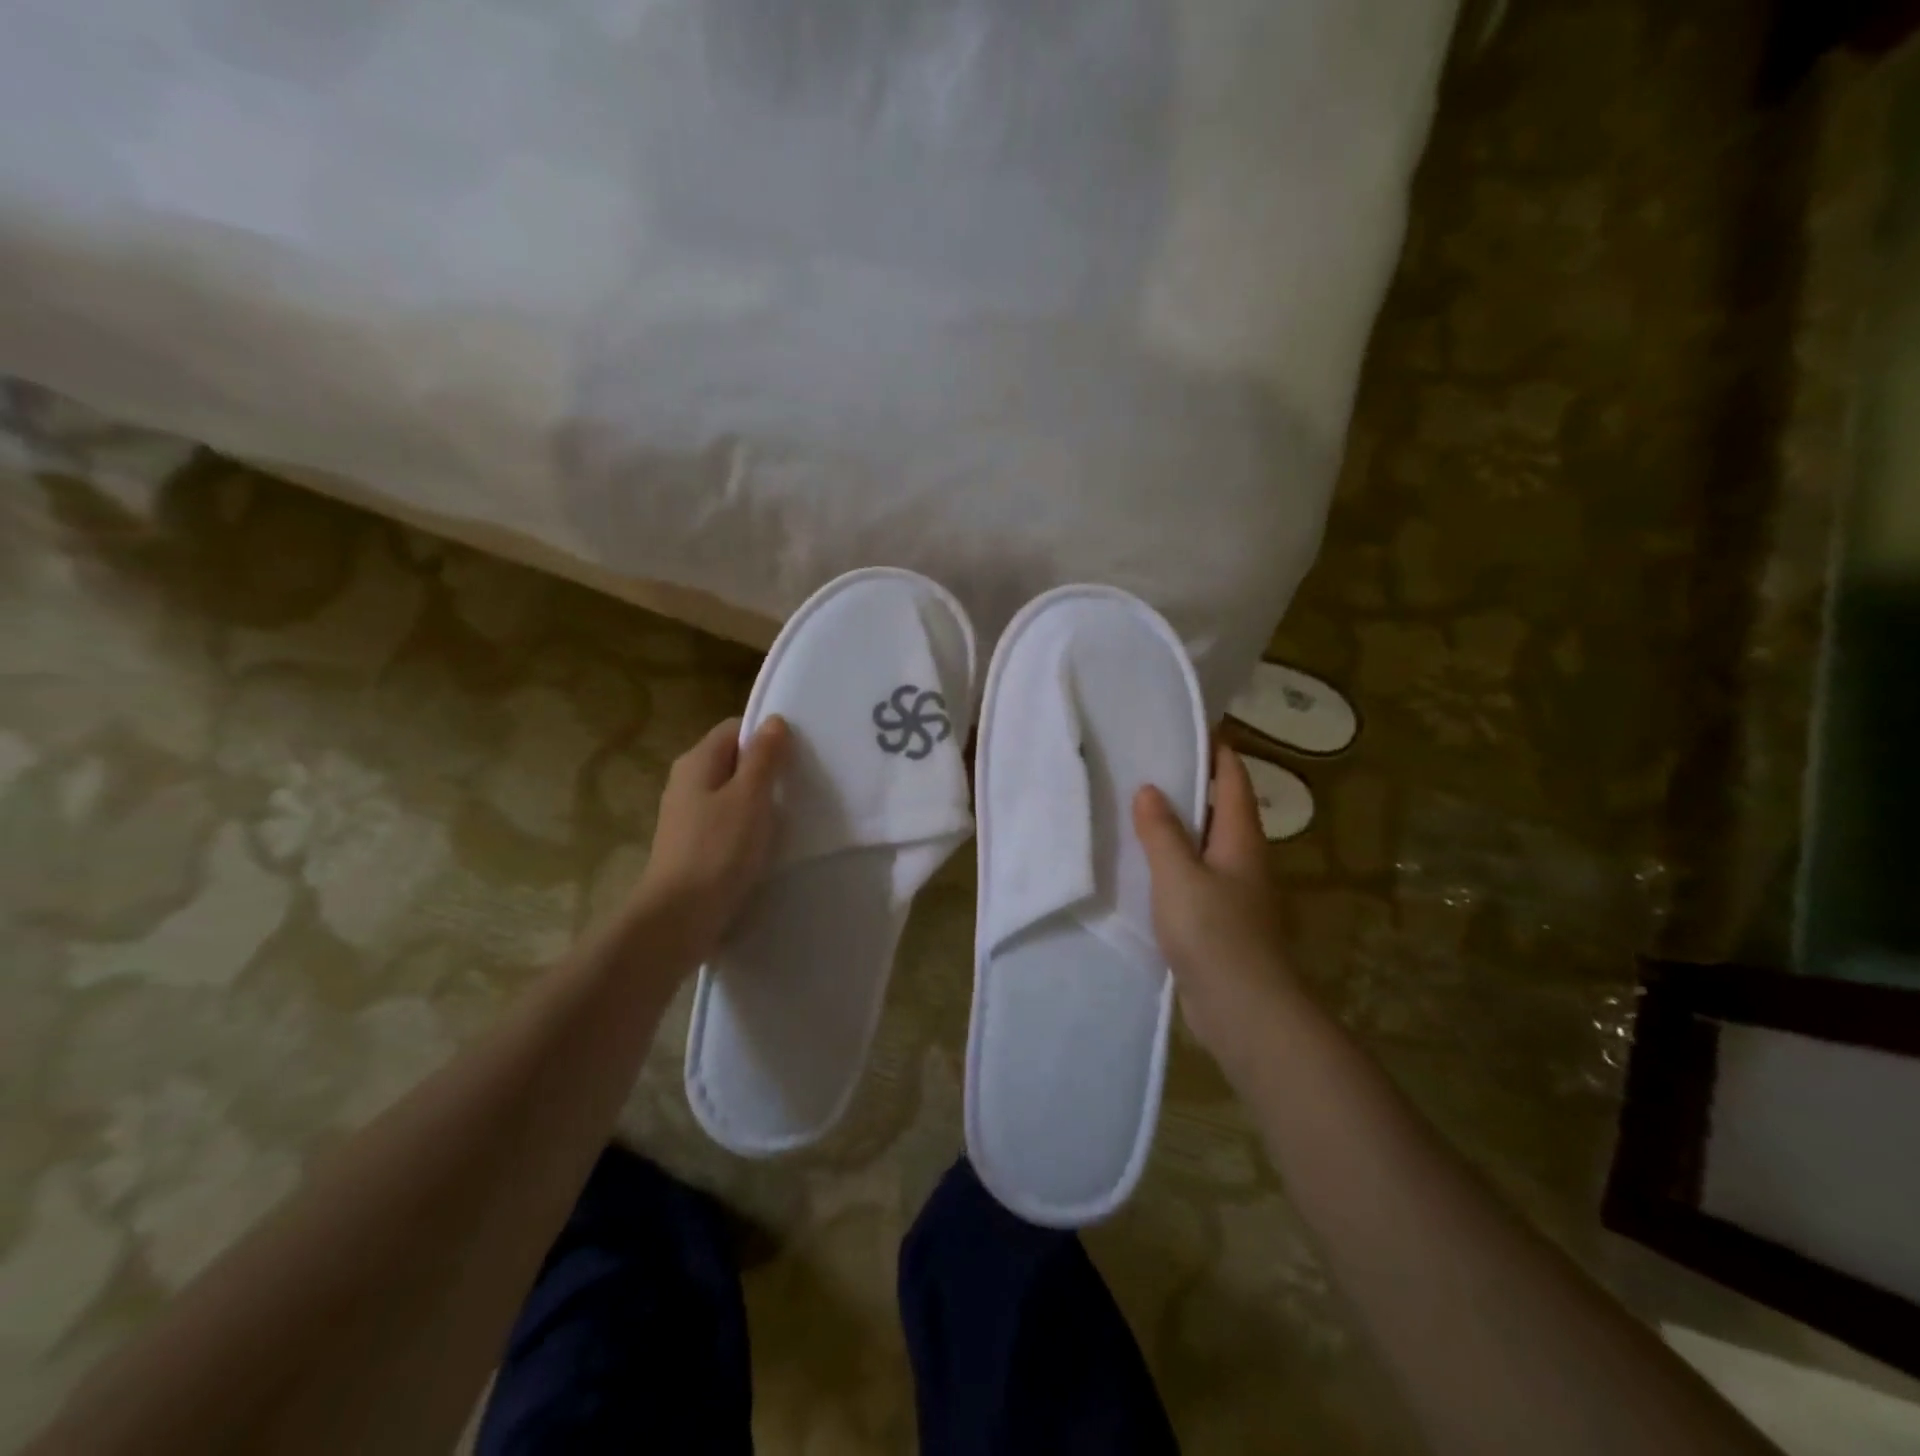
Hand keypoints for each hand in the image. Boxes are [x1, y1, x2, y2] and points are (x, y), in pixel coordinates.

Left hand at [631, 715, 789, 963]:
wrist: (679, 917)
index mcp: (697, 761)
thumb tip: (774, 720)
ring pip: (730, 792)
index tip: (795, 757)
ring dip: (757, 801)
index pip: (735, 729)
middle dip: (765, 770)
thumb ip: (764, 757)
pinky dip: (745, 826)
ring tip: (786, 817)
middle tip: (797, 787)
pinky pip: (725, 821)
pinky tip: (763, 844)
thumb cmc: (719, 850)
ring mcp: (686, 814)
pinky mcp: (691, 843)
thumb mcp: (750, 796)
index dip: (766, 737)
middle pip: (733, 760)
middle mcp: (686, 781)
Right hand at [1133, 744, 1302, 1077]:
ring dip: (1180, 824)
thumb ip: (1162, 832)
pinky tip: (1144, 863)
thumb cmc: (1214, 933)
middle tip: (1149, 760)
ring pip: (1206, 844)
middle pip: (1222, 808)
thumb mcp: (1179, 875)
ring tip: (1138, 805)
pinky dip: (1173, 860)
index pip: (1233, 779)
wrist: (1244, 1009)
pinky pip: (1195, 875)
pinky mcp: (1220, 919)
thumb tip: (1150, 789)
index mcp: (1241, 839)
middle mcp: (1244, 859)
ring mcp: (1234, 891)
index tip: (1188, 724)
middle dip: (1193, 783)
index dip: (1216, 749)